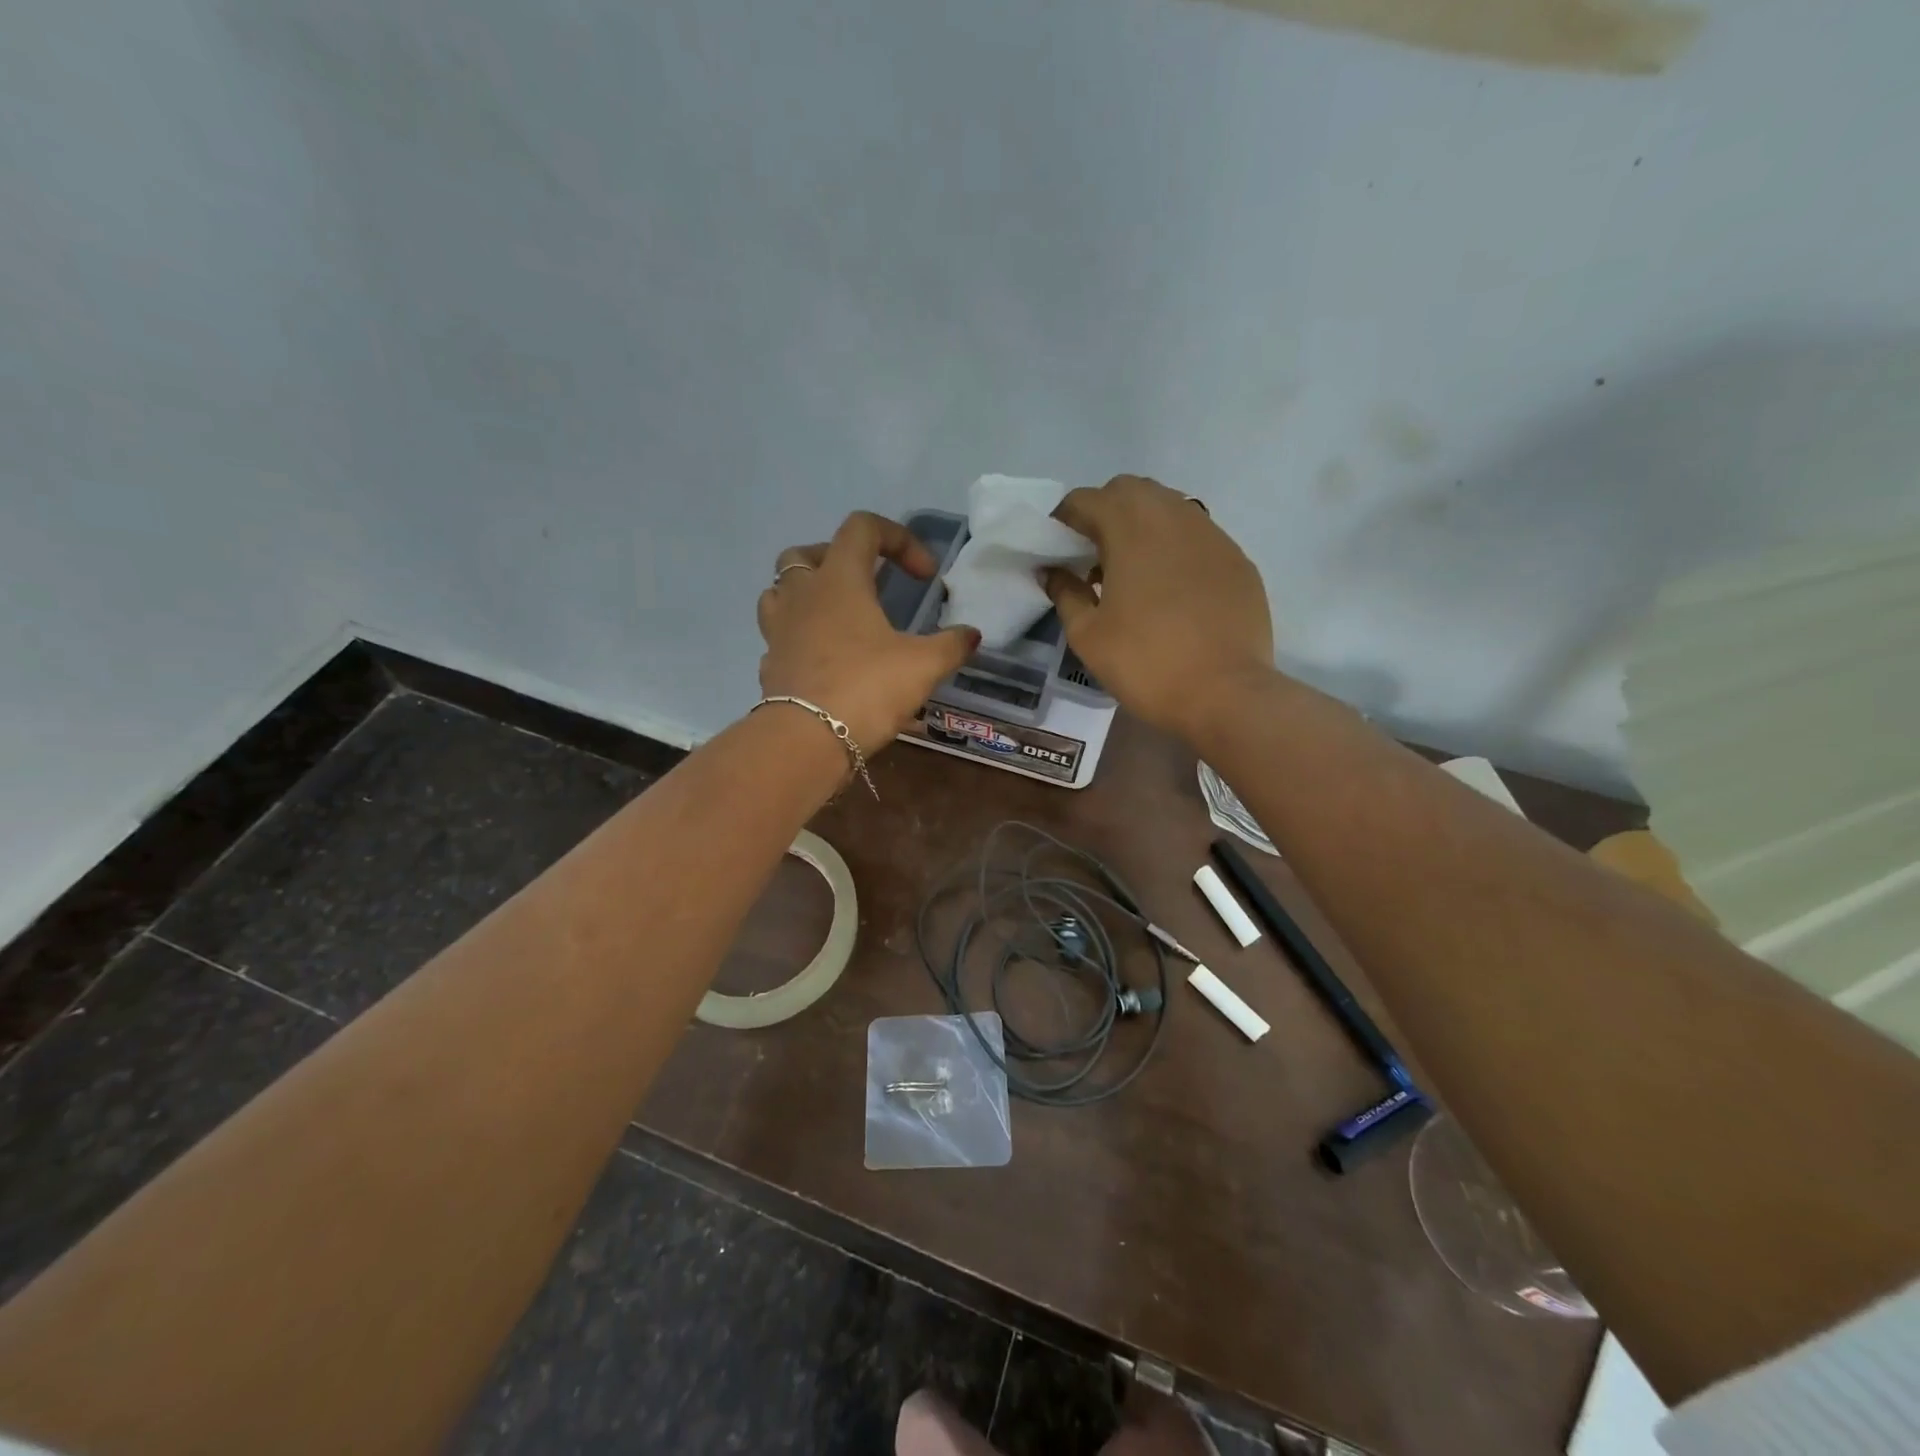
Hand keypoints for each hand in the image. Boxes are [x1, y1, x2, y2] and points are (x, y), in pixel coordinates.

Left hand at [758, 512, 979, 757]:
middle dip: (839, 559)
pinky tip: (824, 660)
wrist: (805, 741)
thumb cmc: (867, 688)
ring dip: (807, 594)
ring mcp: (777, 630)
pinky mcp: (769, 664)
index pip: (862, 527)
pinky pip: (780, 636)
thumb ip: (951, 645)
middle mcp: (801, 595)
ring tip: (837, 616)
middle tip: (867, 584)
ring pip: (780, 591)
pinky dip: (800, 638)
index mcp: (839, 580)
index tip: (925, 576)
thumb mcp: (923, 665)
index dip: (899, 539)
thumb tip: (971, 635)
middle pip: (806, 553)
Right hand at [1044, 476, 1274, 740]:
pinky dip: (1174, 547)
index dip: (1064, 519)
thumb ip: (1065, 593)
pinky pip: (1197, 536)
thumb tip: (1052, 571)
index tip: (1056, 549)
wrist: (1226, 693)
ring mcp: (1212, 534)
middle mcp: (1174, 516)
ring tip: (1131, 570)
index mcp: (1130, 528)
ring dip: (1142, 525)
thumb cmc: (1146, 663)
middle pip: (1130, 490)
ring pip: (1168, 507)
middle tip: (1092, 555)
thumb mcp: (1088, 635)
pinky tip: (1171, 588)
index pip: (1086, 499)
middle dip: (1104, 512)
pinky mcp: (1237, 559)